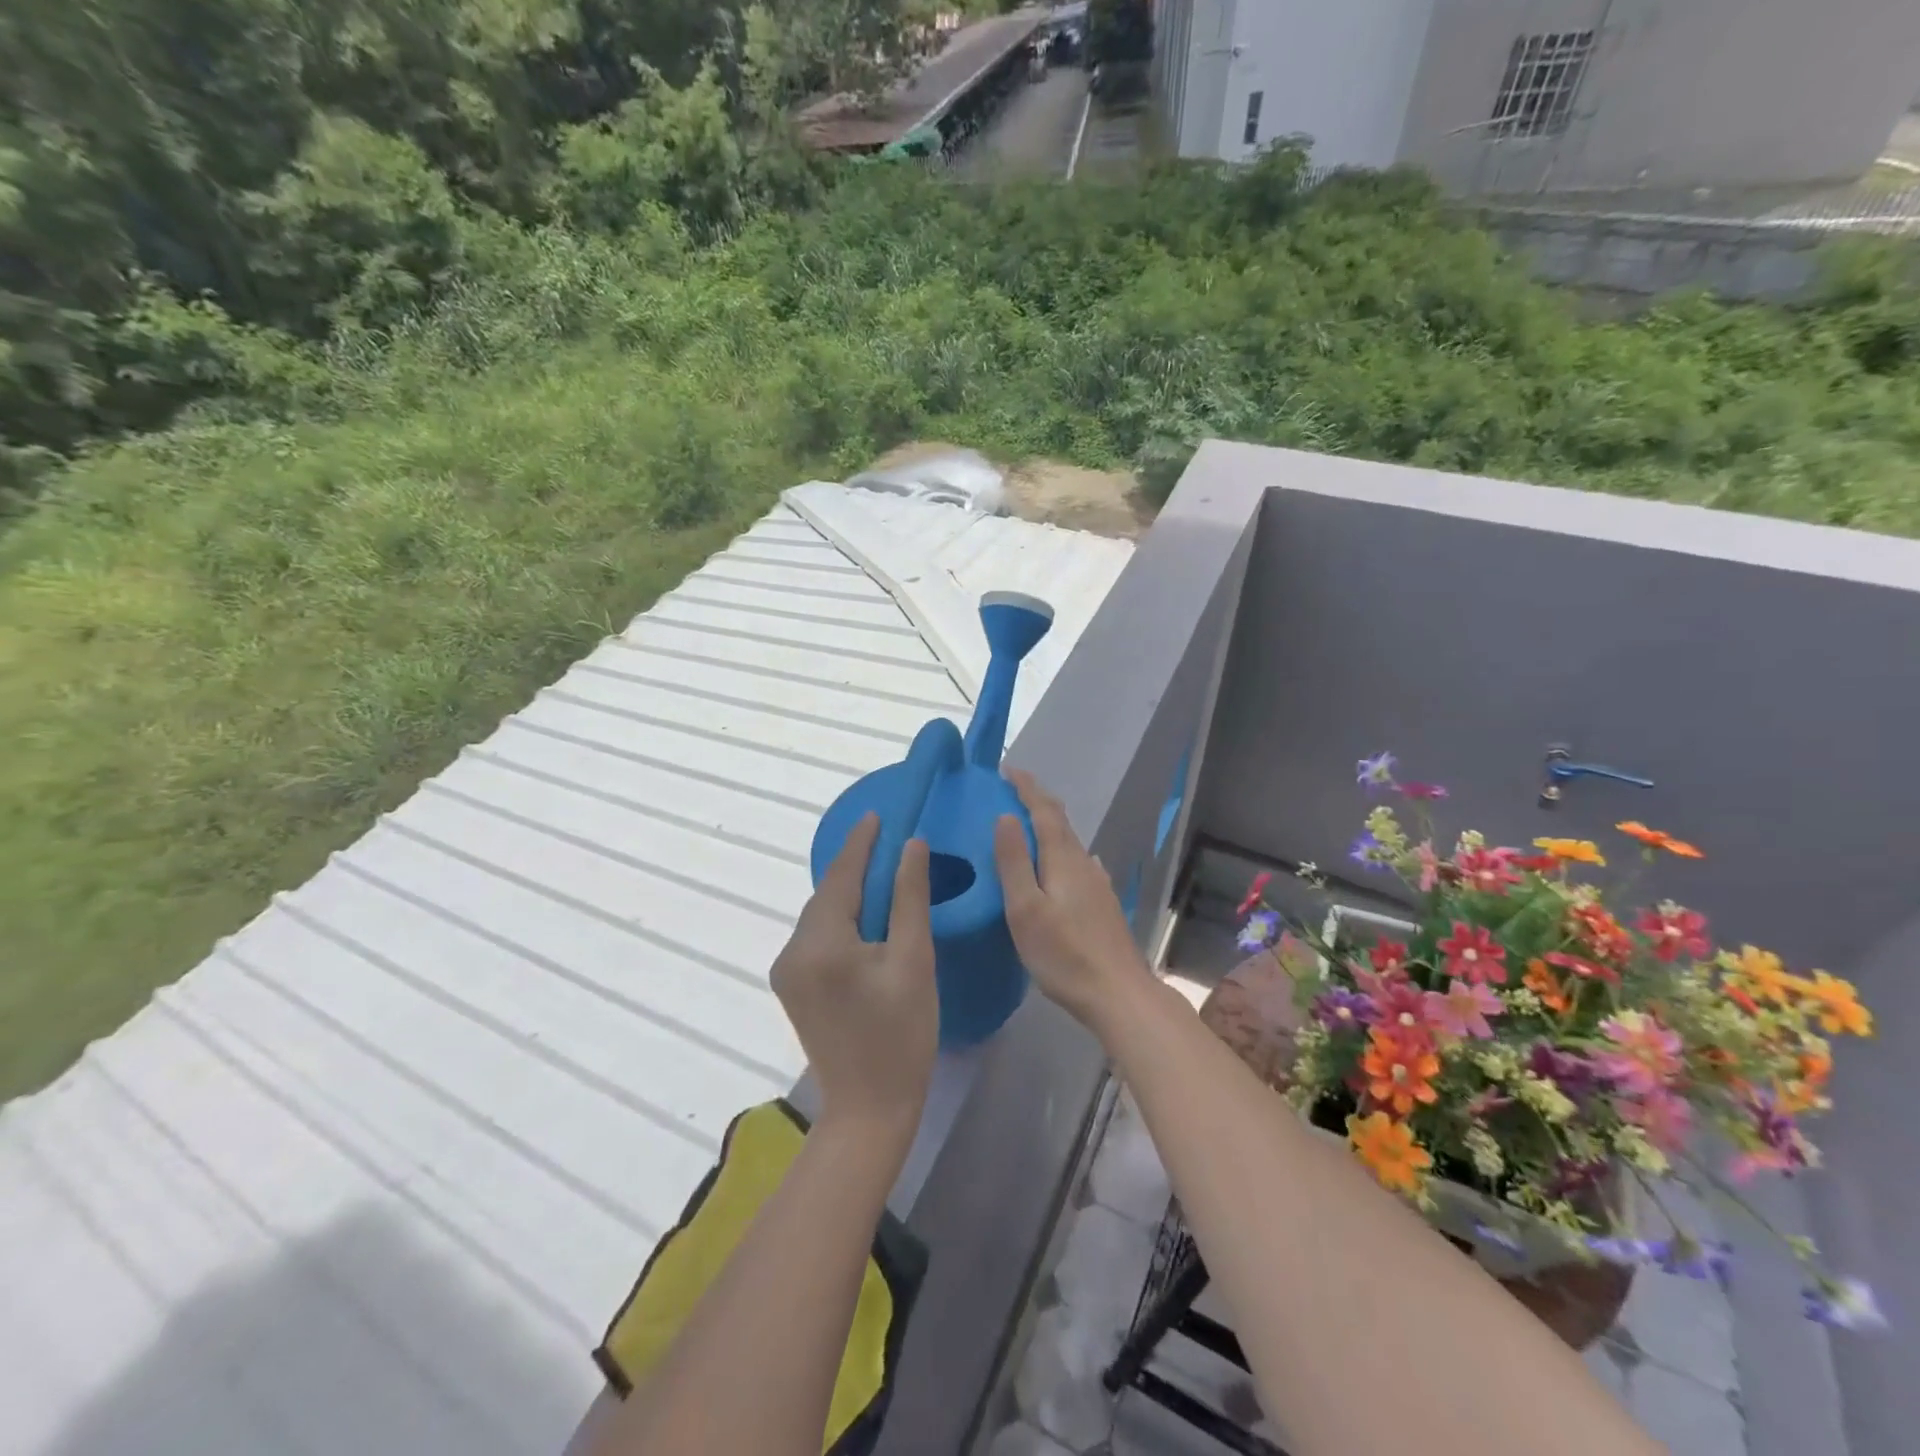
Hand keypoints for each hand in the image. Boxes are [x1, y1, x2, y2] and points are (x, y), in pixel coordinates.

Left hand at [772, 813, 938, 1136]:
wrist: (869, 1109)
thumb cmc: (902, 1036)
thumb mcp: (914, 961)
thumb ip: (909, 898)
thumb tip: (911, 845)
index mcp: (821, 943)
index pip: (842, 877)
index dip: (861, 843)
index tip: (877, 814)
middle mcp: (792, 951)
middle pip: (828, 895)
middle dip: (857, 867)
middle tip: (888, 841)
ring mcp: (787, 971)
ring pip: (822, 916)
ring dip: (850, 894)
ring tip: (884, 873)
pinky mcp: (792, 986)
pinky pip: (818, 937)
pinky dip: (842, 920)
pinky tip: (866, 917)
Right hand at [994, 769, 1155, 1034]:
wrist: (1119, 994)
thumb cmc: (1064, 955)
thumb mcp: (1025, 909)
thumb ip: (1014, 862)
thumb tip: (1005, 816)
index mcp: (1063, 859)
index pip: (1043, 811)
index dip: (1026, 787)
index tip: (1006, 769)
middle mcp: (1084, 863)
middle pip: (1060, 822)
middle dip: (1036, 801)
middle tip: (1011, 791)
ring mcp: (1098, 884)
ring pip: (1070, 843)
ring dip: (1048, 826)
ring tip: (1027, 825)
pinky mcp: (1103, 904)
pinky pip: (1077, 863)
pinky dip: (1061, 851)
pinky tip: (1063, 866)